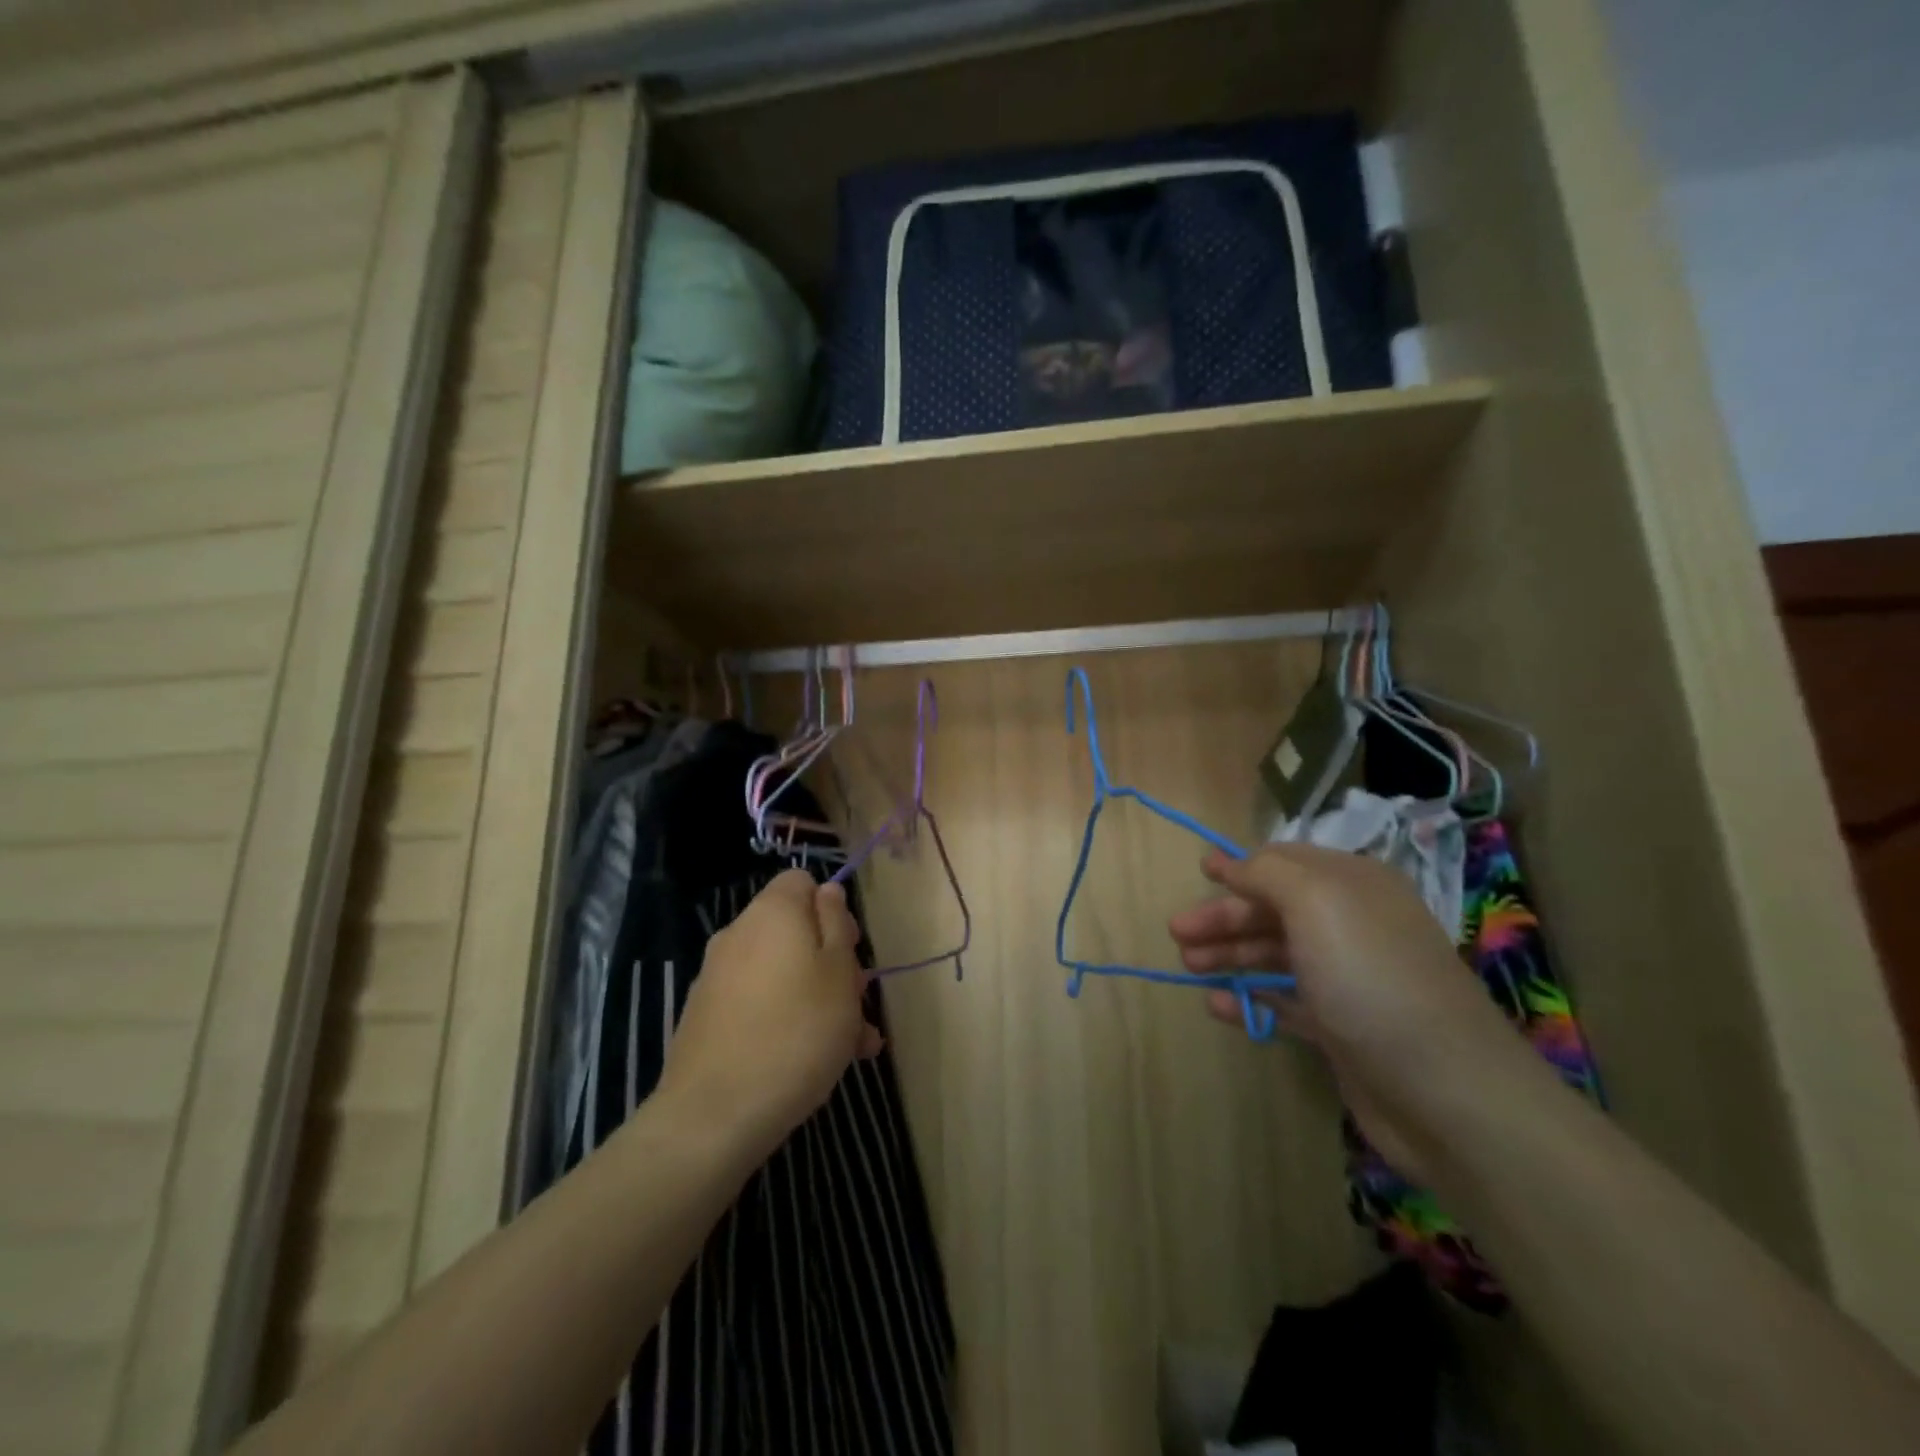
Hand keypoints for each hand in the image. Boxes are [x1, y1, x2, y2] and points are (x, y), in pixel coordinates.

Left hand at [657, 870, 880, 1162]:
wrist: (715, 1114)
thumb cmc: (797, 1032)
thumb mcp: (840, 972)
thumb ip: (836, 924)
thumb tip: (826, 892)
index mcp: (772, 912)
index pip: (802, 881)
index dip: (832, 908)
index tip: (851, 948)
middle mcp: (739, 934)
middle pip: (795, 930)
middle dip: (832, 961)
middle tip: (859, 1005)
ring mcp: (717, 977)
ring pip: (782, 972)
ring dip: (818, 997)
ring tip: (853, 1045)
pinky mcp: (707, 1017)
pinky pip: (759, 1003)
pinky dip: (786, 1019)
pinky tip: (812, 1061)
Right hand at [1168, 845, 1536, 1179]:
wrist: (1445, 1093)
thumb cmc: (1371, 978)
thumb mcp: (1316, 902)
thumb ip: (1266, 872)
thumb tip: (1229, 861)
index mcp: (1352, 885)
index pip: (1285, 863)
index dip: (1240, 868)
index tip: (1199, 874)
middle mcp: (1351, 925)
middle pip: (1273, 910)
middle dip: (1224, 918)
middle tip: (1177, 934)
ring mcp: (1347, 979)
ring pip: (1274, 955)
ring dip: (1230, 956)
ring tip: (1189, 968)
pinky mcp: (1341, 1028)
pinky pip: (1284, 1003)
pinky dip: (1250, 999)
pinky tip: (1218, 1005)